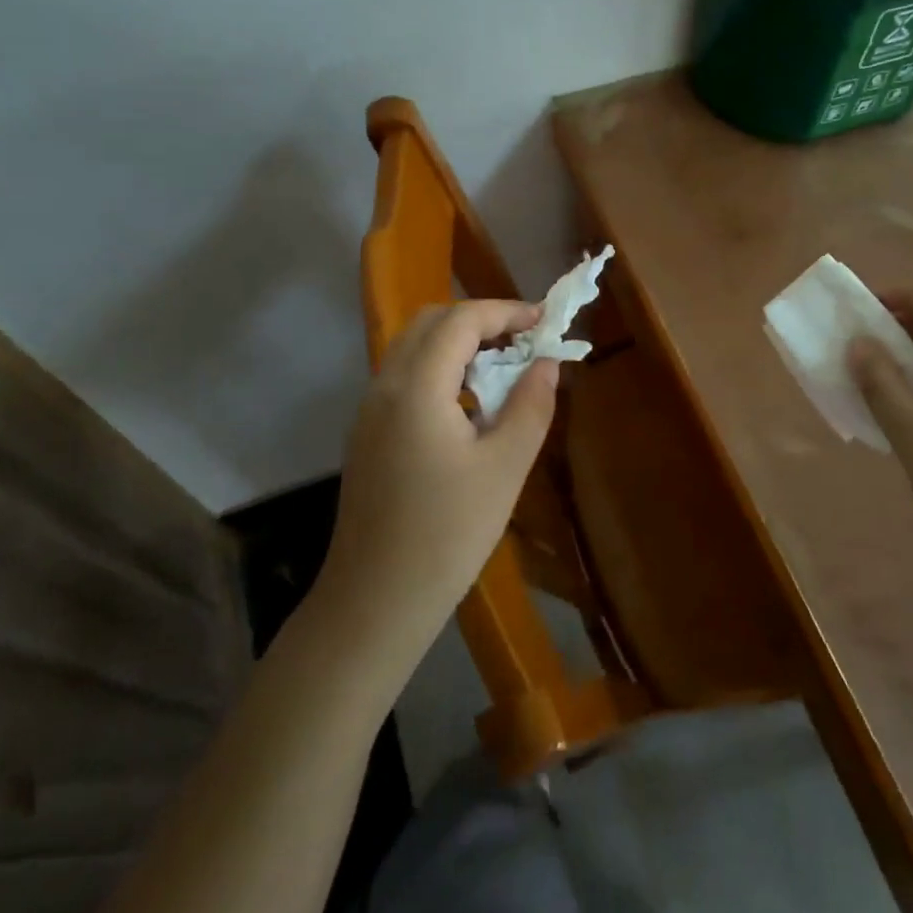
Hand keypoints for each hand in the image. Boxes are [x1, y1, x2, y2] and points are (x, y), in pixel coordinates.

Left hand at [318, 301, 559, 655]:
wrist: (375, 601)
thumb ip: (531, 404)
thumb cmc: (448, 534)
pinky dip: (439, 367)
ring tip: (502, 366)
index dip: (505, 311)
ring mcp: (369, 410)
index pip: (460, 321)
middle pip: (431, 323)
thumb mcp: (505, 467)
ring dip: (458, 342)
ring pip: (413, 347)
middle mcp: (384, 386)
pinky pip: (404, 376)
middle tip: (523, 339)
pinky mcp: (367, 433)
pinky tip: (469, 402)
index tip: (544, 321)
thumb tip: (546, 362)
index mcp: (416, 388)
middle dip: (480, 319)